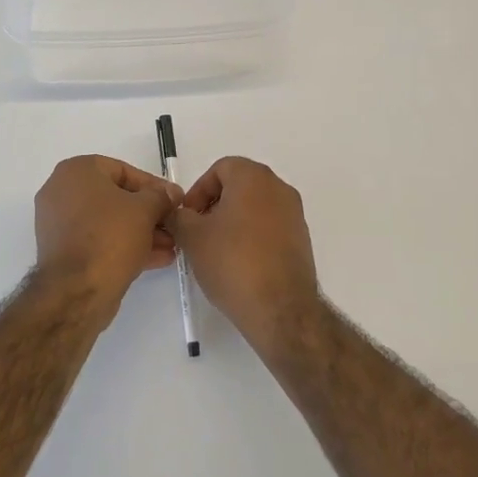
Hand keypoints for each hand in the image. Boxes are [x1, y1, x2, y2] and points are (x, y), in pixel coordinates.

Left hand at [34, 156, 177, 310]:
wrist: (76, 291)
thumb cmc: (110, 237)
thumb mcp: (145, 210)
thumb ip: (161, 196)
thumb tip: (170, 193)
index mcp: (76, 171)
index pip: (123, 170)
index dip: (153, 186)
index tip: (174, 200)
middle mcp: (61, 191)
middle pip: (116, 198)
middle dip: (149, 213)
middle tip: (173, 225)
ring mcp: (59, 223)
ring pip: (108, 222)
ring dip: (141, 232)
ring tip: (171, 245)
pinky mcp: (63, 251)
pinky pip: (98, 240)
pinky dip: (124, 246)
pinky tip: (157, 258)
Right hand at [171, 157, 321, 351]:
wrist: (280, 308)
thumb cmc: (232, 262)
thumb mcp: (192, 237)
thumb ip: (178, 217)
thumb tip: (177, 213)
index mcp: (254, 178)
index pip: (220, 168)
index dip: (198, 190)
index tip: (187, 217)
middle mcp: (279, 188)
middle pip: (239, 186)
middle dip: (214, 205)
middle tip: (197, 232)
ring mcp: (294, 214)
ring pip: (255, 207)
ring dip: (232, 221)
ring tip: (215, 250)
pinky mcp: (301, 239)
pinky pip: (270, 227)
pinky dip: (252, 236)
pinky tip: (238, 263)